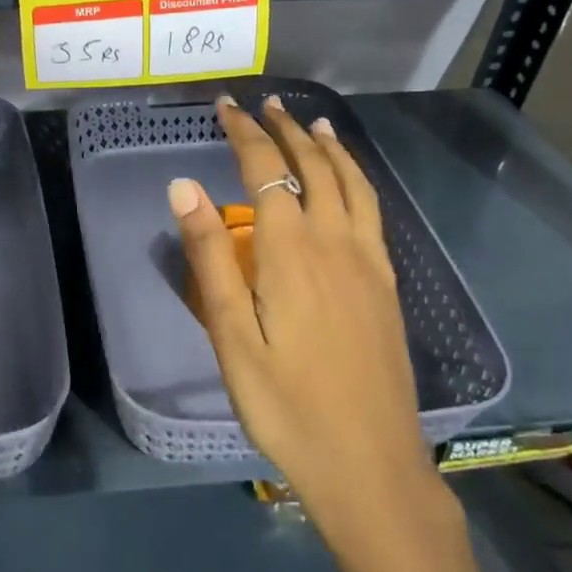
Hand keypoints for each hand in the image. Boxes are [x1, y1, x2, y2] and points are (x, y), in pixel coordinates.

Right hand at [169, 95, 440, 534]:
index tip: (226, 106)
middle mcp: (336, 243)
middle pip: (313, 168)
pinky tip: (348, 185)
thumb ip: (210, 256)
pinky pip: (372, 211)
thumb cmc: (286, 405)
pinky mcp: (387, 285)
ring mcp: (369, 263)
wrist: (371, 467)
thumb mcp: (231, 336)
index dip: (245, 133)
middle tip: (265, 104)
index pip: (267, 171)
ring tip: (312, 123)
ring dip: (329, 148)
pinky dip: (357, 179)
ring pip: (352, 184)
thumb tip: (183, 186)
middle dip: (286, 130)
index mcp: (293, 252)